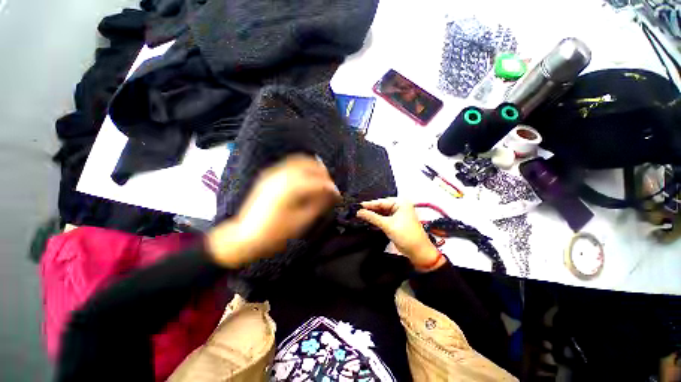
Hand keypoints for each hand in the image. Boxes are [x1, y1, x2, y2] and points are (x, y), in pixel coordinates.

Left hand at [207, 154, 340, 267]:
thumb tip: (332, 195)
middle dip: (324, 174)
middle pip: (311, 165)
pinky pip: (290, 164)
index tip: (338, 195)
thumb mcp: (301, 221)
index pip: (318, 182)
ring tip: (321, 180)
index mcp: (291, 188)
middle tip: (330, 187)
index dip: (331, 188)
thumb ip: (319, 204)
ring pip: (300, 161)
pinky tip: (306, 177)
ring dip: (314, 168)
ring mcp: (274, 173)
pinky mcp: (269, 175)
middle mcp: (283, 175)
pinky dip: (302, 167)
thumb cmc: (275, 233)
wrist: (245, 237)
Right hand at [357, 198, 443, 270]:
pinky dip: (376, 220)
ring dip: (372, 215)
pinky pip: (383, 218)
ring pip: (381, 213)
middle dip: (370, 210)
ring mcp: (397, 214)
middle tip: (356, 211)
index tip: (357, 206)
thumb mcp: (387, 225)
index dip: (369, 204)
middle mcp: (399, 206)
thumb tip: (358, 212)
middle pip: (381, 207)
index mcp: (400, 203)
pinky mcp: (395, 222)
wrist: (417, 251)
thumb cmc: (404, 234)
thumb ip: (372, 217)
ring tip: (359, 216)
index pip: (381, 202)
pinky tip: (367, 221)